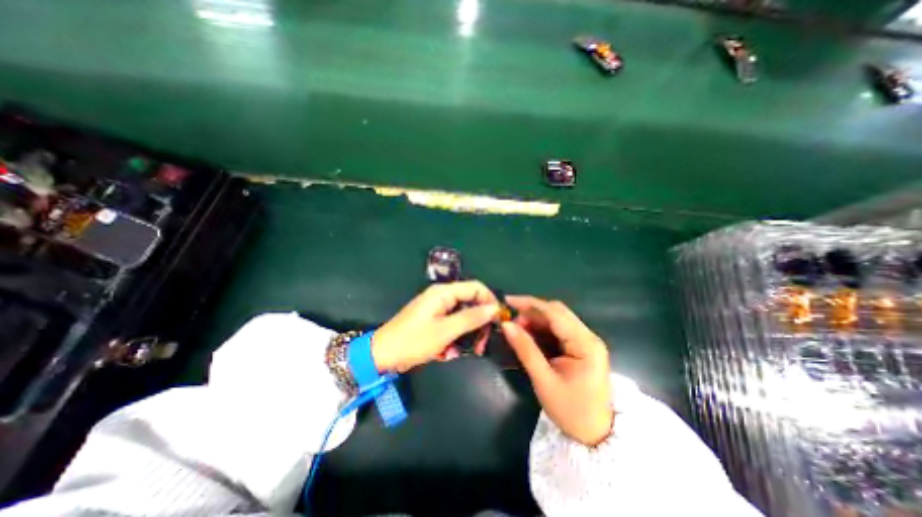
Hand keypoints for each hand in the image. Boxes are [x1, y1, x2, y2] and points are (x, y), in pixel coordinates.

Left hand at [370, 280, 496, 374]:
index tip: (498, 320)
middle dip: (478, 323)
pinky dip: (454, 338)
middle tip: (482, 344)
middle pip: (470, 302)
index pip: (476, 287)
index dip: (490, 301)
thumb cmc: (413, 341)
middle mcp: (442, 296)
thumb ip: (471, 318)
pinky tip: (447, 353)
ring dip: (466, 334)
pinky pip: (452, 325)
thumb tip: (494, 308)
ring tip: (461, 352)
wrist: (382, 355)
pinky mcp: (433, 320)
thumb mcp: (445, 331)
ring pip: (462, 317)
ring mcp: (437, 309)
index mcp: (443, 293)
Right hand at [498, 297, 610, 445]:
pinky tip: (529, 335)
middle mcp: (588, 336)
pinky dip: (542, 329)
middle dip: (531, 312)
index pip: (555, 313)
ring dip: (535, 320)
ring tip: (517, 330)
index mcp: (585, 344)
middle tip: (511, 323)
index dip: (530, 303)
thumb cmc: (571, 411)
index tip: (508, 301)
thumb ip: (525, 349)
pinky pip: (558, 329)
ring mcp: (586, 340)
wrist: (596, 435)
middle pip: (557, 312)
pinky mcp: (581, 346)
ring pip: (557, 319)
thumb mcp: (544, 380)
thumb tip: (506, 325)